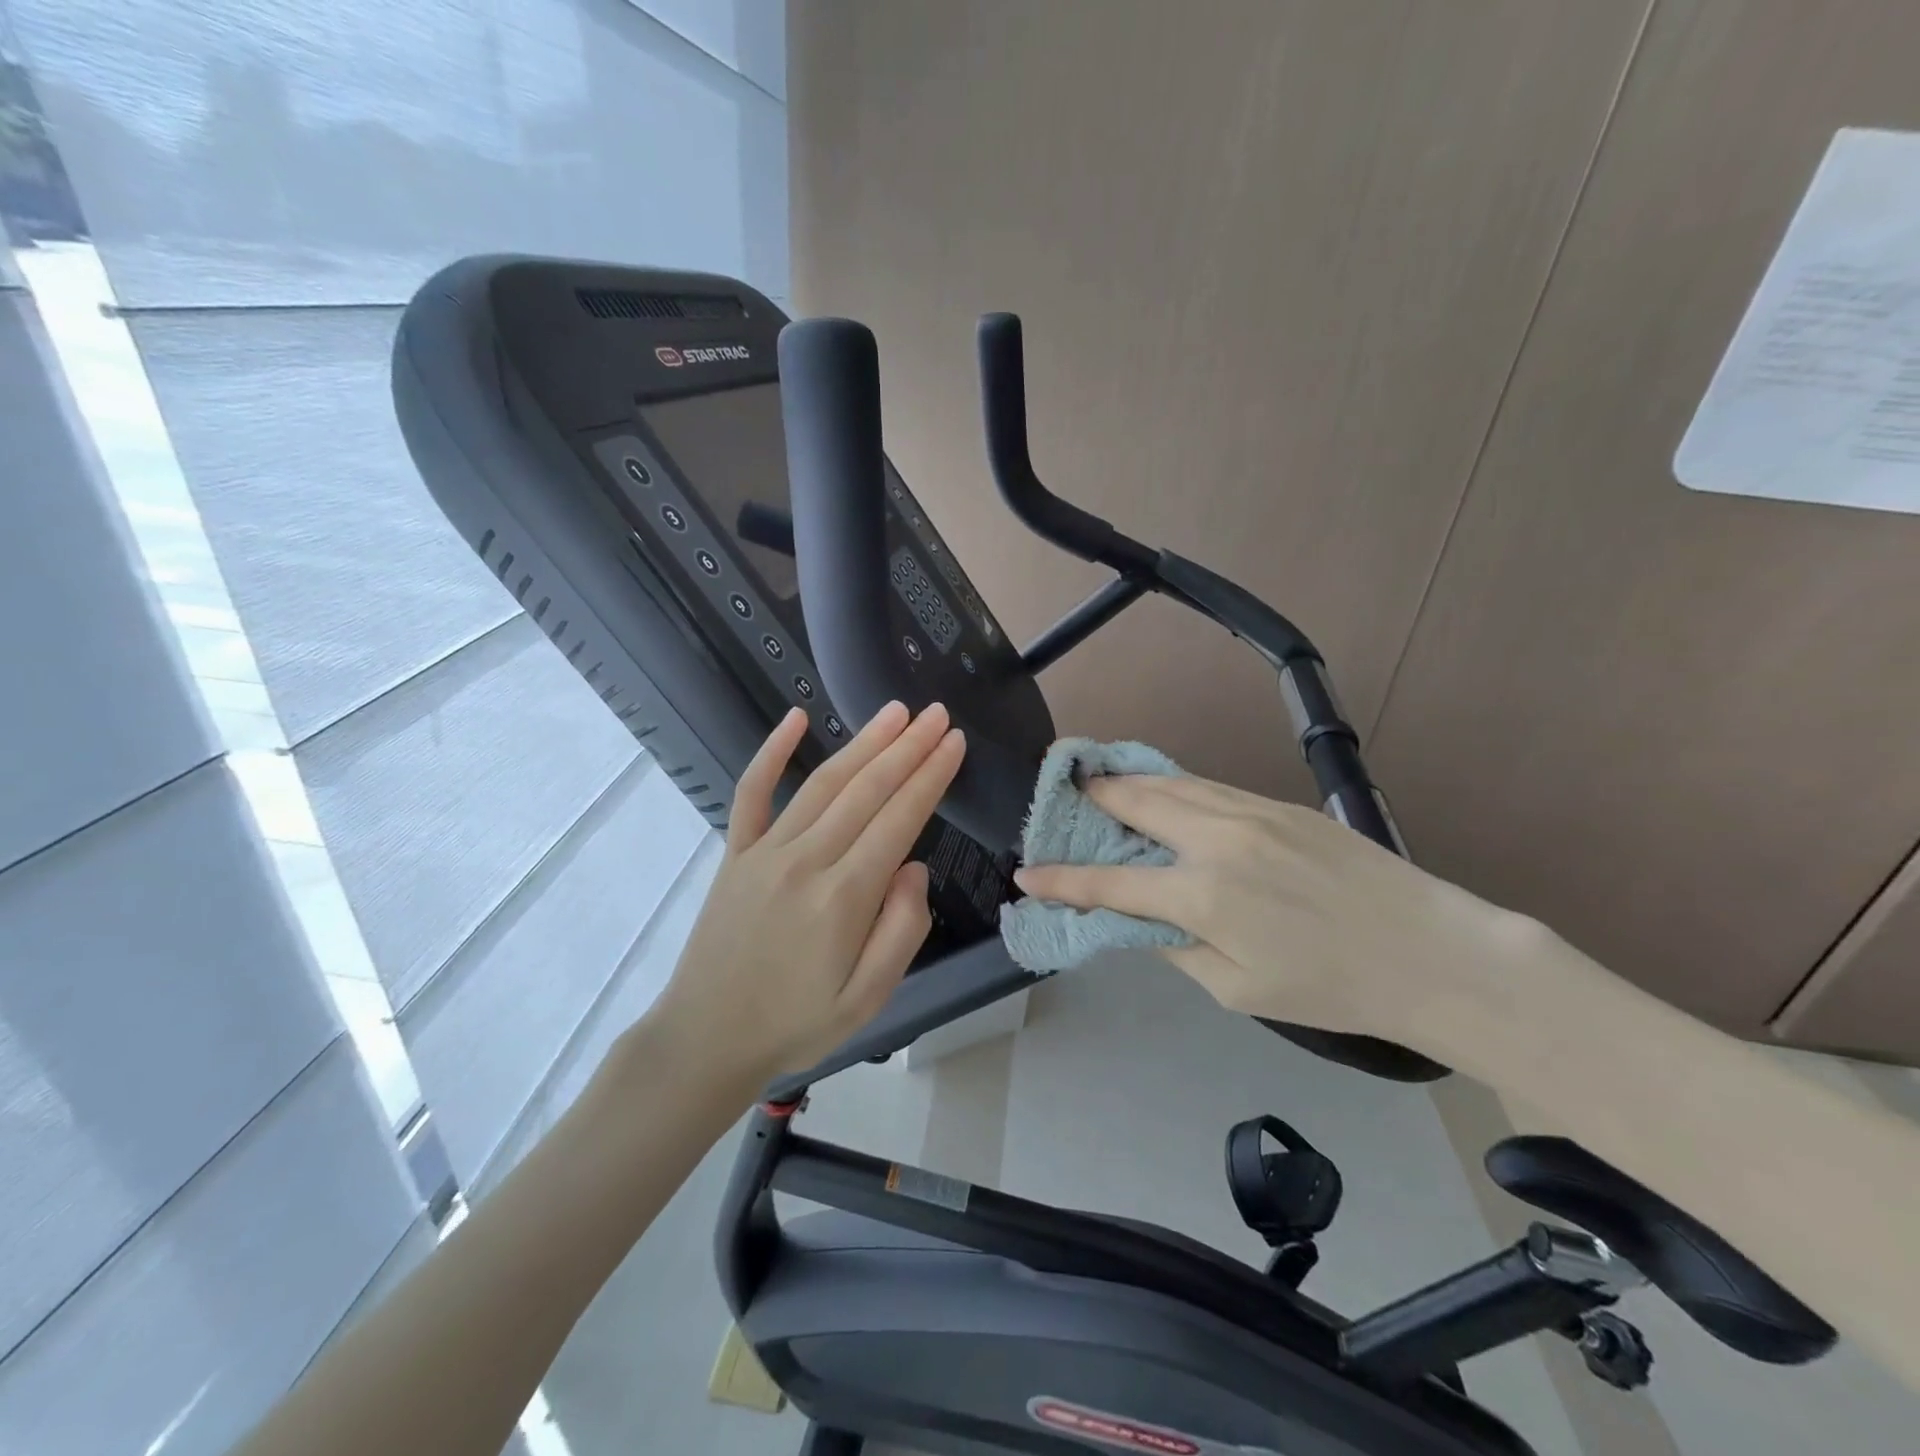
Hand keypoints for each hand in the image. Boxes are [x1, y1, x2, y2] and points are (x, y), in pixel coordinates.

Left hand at [654, 701, 964, 1085]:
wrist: (706, 1038)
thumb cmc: (796, 1024)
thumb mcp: (869, 999)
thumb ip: (902, 930)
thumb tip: (914, 868)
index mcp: (844, 897)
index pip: (899, 820)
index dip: (931, 777)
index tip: (955, 743)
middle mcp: (806, 861)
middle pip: (866, 790)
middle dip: (908, 747)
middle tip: (937, 714)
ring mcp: (765, 851)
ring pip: (823, 783)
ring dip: (863, 743)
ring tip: (896, 712)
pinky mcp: (735, 853)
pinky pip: (752, 792)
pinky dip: (770, 751)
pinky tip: (795, 718)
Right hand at [1013, 773, 1542, 1060]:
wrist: (1431, 952)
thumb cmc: (1331, 987)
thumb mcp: (1238, 989)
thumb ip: (1177, 947)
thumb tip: (1140, 918)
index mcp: (1203, 896)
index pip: (1110, 884)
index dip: (1062, 880)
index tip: (1027, 873)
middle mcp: (1217, 840)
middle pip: (1134, 804)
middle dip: (1092, 798)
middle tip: (1064, 793)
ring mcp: (1250, 812)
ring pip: (1171, 784)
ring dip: (1129, 782)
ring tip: (1101, 781)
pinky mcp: (1279, 804)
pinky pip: (1208, 787)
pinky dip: (1173, 786)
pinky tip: (1163, 790)